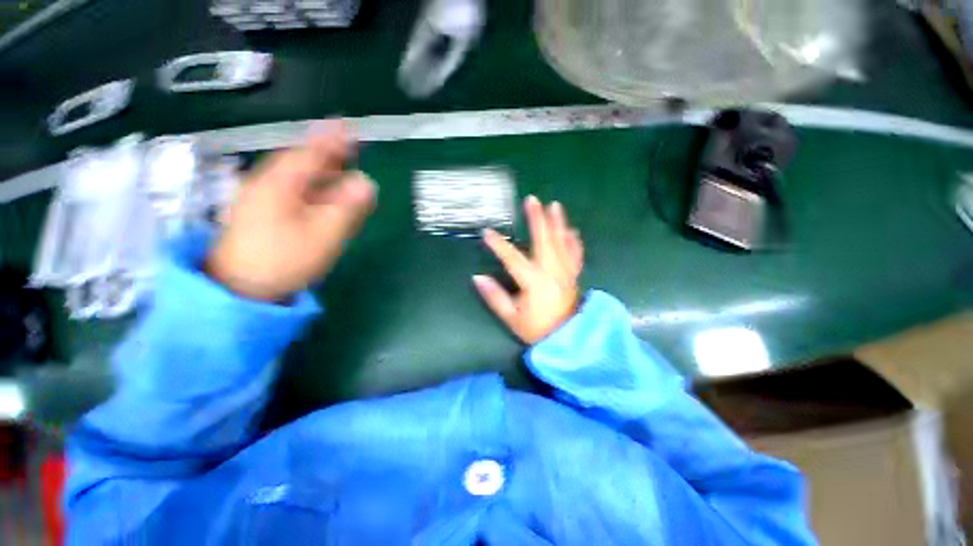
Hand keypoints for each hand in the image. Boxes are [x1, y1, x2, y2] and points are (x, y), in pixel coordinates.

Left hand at [206, 121, 376, 301]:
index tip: (346, 125)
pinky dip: (309, 187)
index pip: (310, 153)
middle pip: (300, 161)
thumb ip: (347, 207)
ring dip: (318, 169)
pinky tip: (319, 192)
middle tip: (347, 145)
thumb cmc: (283, 259)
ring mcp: (262, 199)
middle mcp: (268, 183)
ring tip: (338, 165)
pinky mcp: (262, 213)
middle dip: (325, 152)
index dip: (330, 139)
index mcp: (281, 183)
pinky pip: (290, 191)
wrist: (240, 288)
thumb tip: (367, 182)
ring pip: (295, 177)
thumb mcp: (323, 234)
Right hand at [474, 196, 584, 343]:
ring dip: (558, 223)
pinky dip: (574, 241)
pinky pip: (575, 254)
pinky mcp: (574, 275)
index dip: (499, 245)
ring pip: (562, 243)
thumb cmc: (537, 329)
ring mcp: (566, 272)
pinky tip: (572, 230)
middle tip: (532, 200)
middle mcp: (552, 272)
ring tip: (554, 206)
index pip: (513, 259)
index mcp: (534, 282)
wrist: (567, 339)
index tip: (487, 232)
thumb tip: (477, 278)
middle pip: (544, 241)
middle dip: (537, 219)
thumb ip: (494, 297)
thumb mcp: (512, 318)